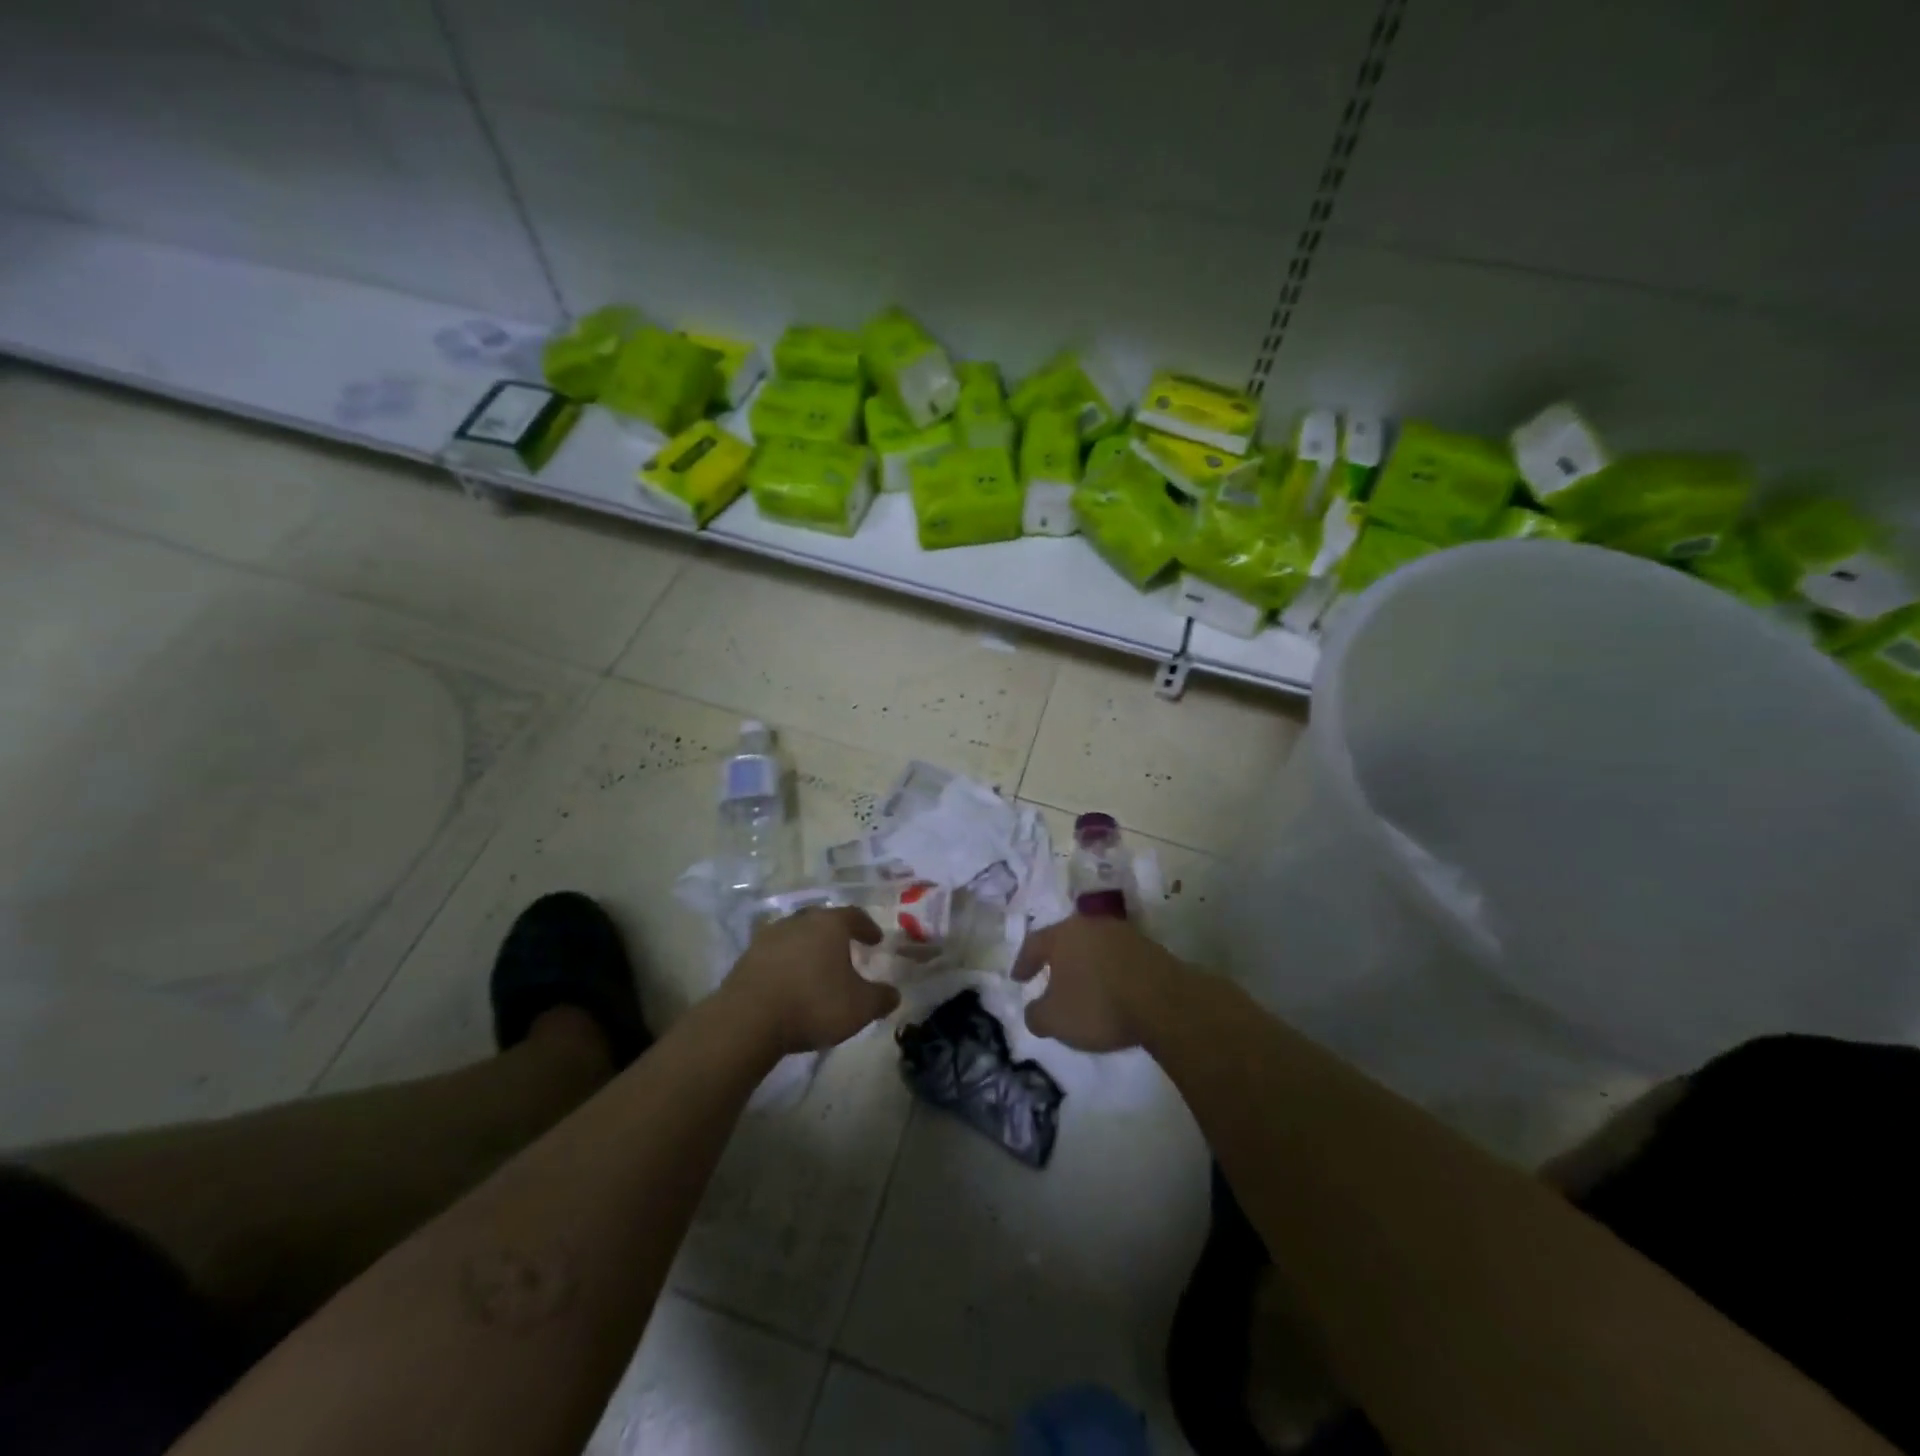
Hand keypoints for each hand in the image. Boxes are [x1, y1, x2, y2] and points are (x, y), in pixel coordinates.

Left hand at [721, 906, 901, 1055]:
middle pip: (822, 920)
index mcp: (830, 924)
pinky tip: (789, 982)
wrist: (748, 1019)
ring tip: (816, 968)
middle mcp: (799, 921)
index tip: (875, 940)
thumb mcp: (860, 1007)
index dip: (867, 927)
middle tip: (845, 950)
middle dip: (835, 934)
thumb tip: (893, 994)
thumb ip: (881, 998)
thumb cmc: (814, 1004)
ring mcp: (769, 937)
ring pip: (796, 935)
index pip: (854, 915)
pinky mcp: (747, 957)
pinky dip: (786, 963)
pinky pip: (775, 954)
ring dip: (808, 948)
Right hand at [1012, 915, 1182, 1051]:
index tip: (1018, 979)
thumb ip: (1036, 1015)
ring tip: (1083, 986)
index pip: (1035, 943)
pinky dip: (1110, 973)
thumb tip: (1034, 1011)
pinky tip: (1112, 991)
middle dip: (1057, 960)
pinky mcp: (1150, 948)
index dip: (1024, 962)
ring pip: (1095, 947)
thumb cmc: (1098, 1004)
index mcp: (1063, 934)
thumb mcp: (1055, 1019)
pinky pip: (1119, 959)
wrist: (1164, 1001)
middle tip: (1050, 978)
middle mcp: (1092, 924)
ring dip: (1086, 965)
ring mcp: (1124, 934)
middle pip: (1067, 939)